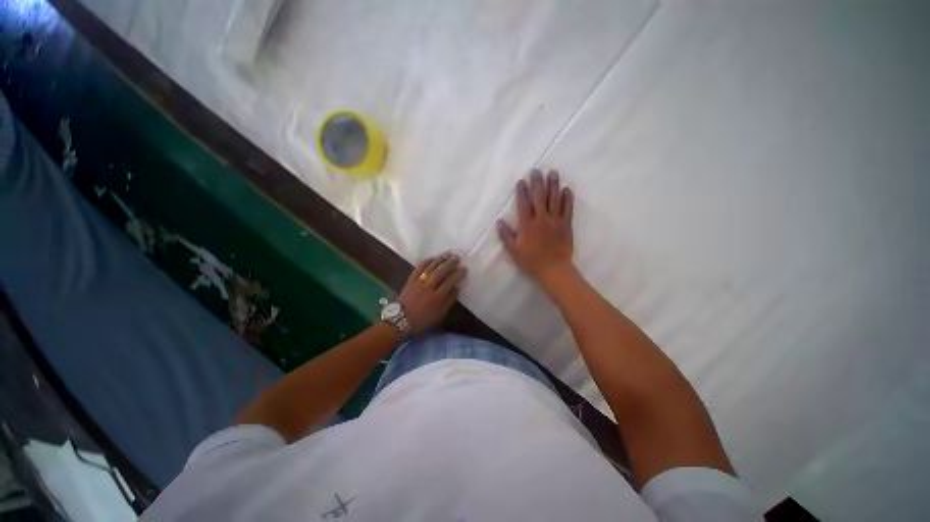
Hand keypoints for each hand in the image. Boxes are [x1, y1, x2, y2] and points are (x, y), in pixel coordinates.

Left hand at [397, 252, 466, 334]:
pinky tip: (432, 258)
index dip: (458, 274)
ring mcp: (418, 283)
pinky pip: (418, 268)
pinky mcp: (410, 280)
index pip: (450, 282)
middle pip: (441, 272)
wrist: (400, 321)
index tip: (464, 268)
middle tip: (457, 257)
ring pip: (430, 268)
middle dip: (450, 263)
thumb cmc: (422, 320)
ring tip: (448, 253)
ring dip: (440, 259)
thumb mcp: (439, 315)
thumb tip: (457, 288)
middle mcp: (428, 288)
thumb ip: (449, 301)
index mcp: (437, 298)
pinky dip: (426, 262)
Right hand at [497, 169, 574, 288]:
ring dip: (553, 185)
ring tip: (553, 173)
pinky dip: (568, 199)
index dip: (522, 192)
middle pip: (539, 197)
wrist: (554, 270)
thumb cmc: (531, 261)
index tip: (521, 181)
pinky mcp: (566, 225)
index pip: (524, 204)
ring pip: (554, 200)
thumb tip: (499, 221)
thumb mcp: (514, 251)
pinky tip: (567, 189)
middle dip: (538, 183)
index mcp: (527, 225)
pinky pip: (568, 209)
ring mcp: (555, 221)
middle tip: (537, 170)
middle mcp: (541, 219)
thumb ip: (506, 235)